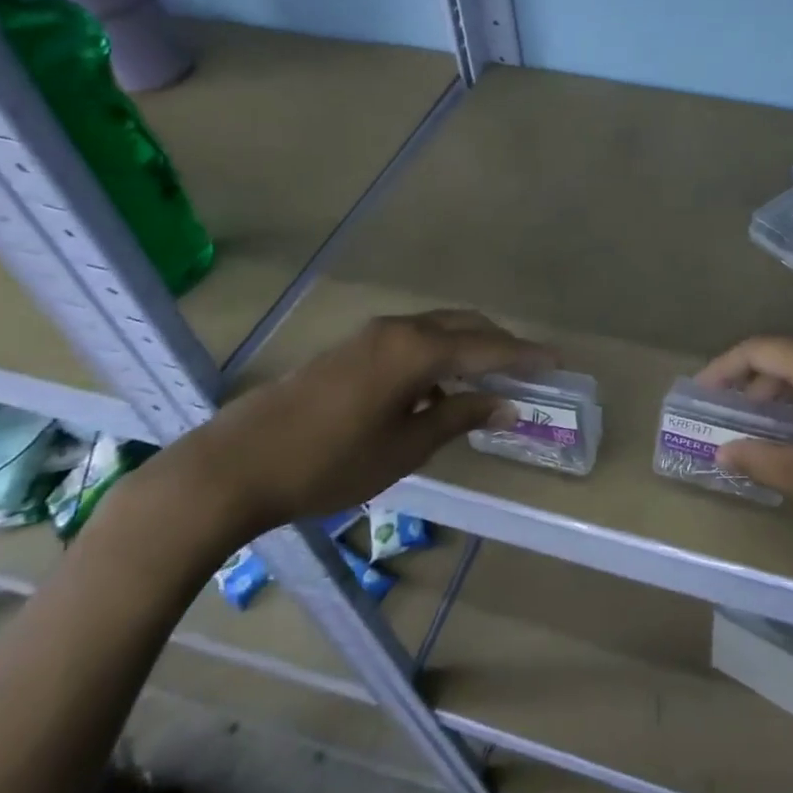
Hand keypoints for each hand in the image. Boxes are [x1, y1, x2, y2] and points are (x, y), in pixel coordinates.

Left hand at [162, 310, 551, 548]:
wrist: (234, 466)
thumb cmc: (329, 463)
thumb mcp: (405, 447)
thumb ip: (459, 417)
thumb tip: (508, 404)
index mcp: (416, 351)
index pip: (487, 347)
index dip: (525, 355)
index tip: (558, 360)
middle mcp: (398, 330)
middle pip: (464, 326)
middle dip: (500, 344)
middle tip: (528, 368)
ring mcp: (369, 336)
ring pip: (437, 330)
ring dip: (468, 347)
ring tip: (490, 378)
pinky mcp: (349, 350)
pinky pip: (411, 340)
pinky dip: (438, 354)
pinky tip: (437, 389)